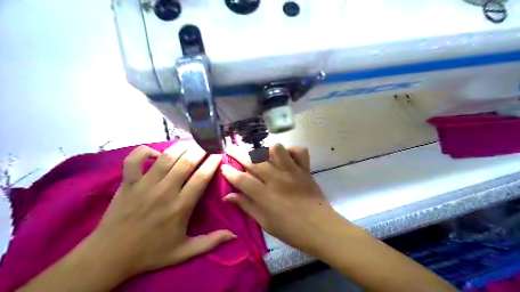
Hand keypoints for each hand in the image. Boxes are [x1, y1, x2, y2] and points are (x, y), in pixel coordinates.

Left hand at [90, 142, 235, 276]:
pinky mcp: (127, 183)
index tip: (219, 154)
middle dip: (200, 150)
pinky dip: (144, 151)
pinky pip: (134, 159)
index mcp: (181, 207)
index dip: (213, 162)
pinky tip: (156, 153)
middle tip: (207, 144)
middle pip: (186, 162)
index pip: (202, 177)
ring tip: (191, 143)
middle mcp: (165, 191)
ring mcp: (144, 185)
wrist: (110, 256)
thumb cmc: (151, 253)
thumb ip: (211, 242)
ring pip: (166, 157)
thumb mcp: (184, 252)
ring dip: (180, 147)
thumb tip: (234, 235)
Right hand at [222, 143, 346, 254]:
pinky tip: (286, 158)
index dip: (229, 172)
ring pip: (276, 149)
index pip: (241, 179)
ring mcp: (292, 172)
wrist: (321, 229)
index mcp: (265, 196)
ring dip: (266, 151)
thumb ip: (246, 206)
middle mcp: (277, 179)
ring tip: (263, 157)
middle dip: (238, 153)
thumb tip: (228, 196)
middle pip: (254, 161)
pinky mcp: (305, 169)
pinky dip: (292, 151)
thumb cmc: (291, 230)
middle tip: (231, 150)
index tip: (223, 166)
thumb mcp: (265, 222)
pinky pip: (299, 151)